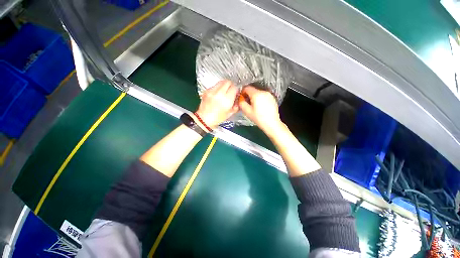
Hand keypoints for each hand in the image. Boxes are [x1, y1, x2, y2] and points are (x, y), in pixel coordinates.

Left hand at [196, 80, 238, 128]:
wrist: (204, 119)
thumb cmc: (217, 118)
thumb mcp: (230, 113)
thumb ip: (236, 104)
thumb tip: (238, 98)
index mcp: (226, 100)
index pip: (234, 88)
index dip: (236, 90)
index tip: (236, 93)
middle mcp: (219, 93)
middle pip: (228, 82)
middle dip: (231, 85)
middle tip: (231, 91)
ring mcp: (212, 91)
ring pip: (221, 82)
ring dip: (224, 85)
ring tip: (224, 92)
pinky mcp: (206, 91)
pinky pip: (214, 85)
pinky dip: (217, 88)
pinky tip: (217, 95)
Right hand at [239, 86, 282, 134]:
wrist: (272, 123)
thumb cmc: (259, 118)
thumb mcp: (247, 111)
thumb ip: (241, 103)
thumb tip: (240, 99)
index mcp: (257, 94)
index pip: (247, 88)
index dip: (242, 92)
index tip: (242, 98)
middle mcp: (264, 92)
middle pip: (253, 90)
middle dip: (248, 95)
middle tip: (247, 103)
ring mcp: (269, 95)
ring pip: (258, 93)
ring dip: (254, 97)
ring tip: (253, 106)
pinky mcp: (272, 98)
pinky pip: (263, 96)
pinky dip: (260, 99)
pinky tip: (260, 107)